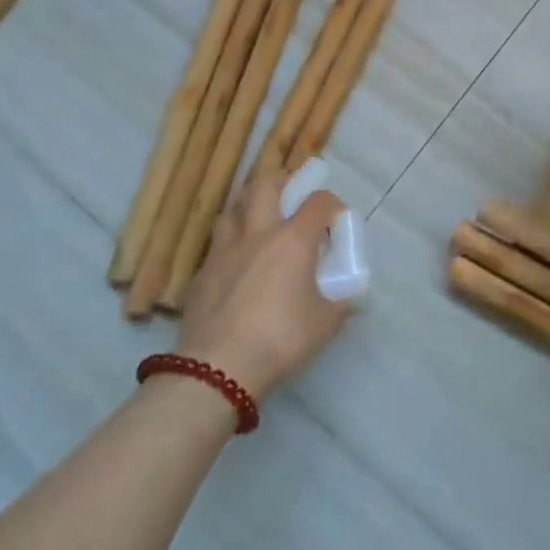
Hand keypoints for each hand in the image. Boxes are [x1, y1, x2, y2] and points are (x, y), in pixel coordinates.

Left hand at [175, 171, 351, 400]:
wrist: (217, 369)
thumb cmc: (280, 339)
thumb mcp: (325, 324)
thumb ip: (340, 303)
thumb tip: (347, 296)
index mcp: (293, 240)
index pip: (318, 202)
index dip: (331, 204)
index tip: (336, 219)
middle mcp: (257, 234)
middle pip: (265, 185)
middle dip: (281, 180)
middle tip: (291, 190)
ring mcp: (224, 251)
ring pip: (233, 209)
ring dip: (248, 205)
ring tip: (259, 218)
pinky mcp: (201, 274)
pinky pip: (217, 245)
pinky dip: (231, 243)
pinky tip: (236, 262)